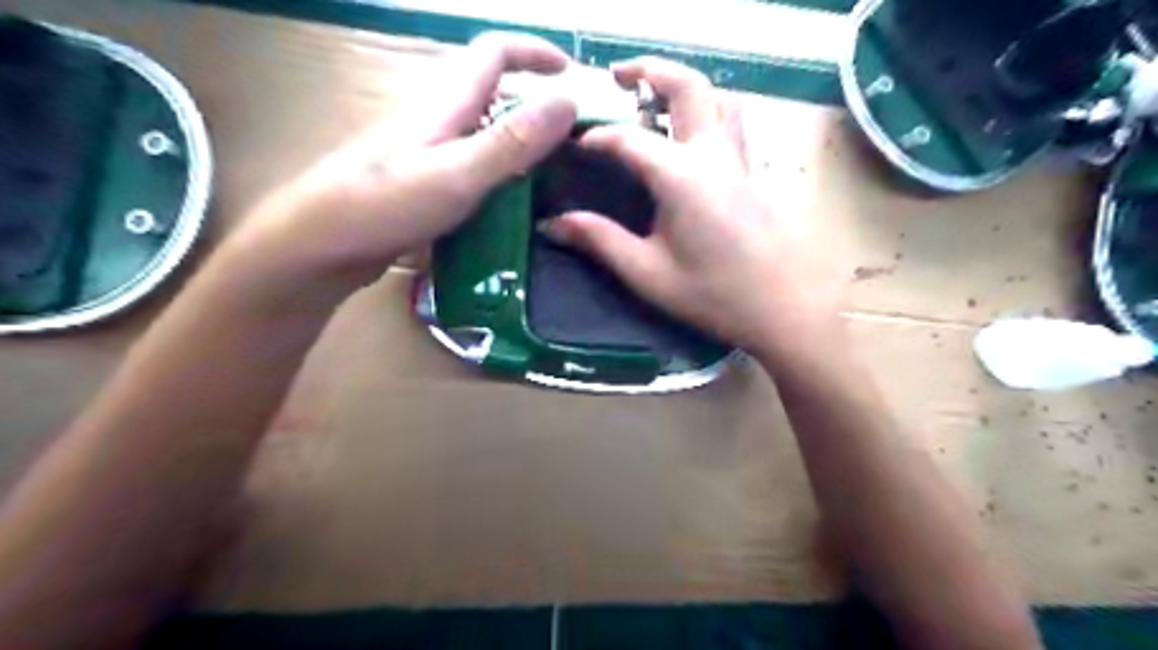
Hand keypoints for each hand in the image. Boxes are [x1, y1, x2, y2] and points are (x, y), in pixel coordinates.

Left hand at [229, 33, 577, 290]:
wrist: (320, 246)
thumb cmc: (386, 205)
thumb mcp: (459, 173)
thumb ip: (513, 141)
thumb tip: (568, 100)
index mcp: (445, 103)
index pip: (494, 53)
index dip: (534, 53)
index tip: (572, 75)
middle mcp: (437, 120)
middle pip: (492, 95)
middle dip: (534, 106)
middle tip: (570, 144)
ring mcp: (427, 153)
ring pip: (482, 134)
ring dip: (518, 146)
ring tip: (552, 179)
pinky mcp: (422, 183)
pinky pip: (471, 168)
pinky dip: (498, 176)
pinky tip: (510, 207)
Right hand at [538, 59, 846, 362]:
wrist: (782, 309)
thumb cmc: (713, 295)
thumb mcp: (648, 273)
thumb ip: (600, 241)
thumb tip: (554, 224)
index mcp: (681, 177)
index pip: (629, 139)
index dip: (597, 137)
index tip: (576, 145)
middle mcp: (713, 154)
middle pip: (687, 87)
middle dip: (650, 70)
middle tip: (618, 76)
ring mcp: (739, 160)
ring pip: (719, 98)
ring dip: (686, 87)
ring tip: (656, 100)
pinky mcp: (754, 173)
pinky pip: (732, 124)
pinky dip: (708, 112)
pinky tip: (691, 139)